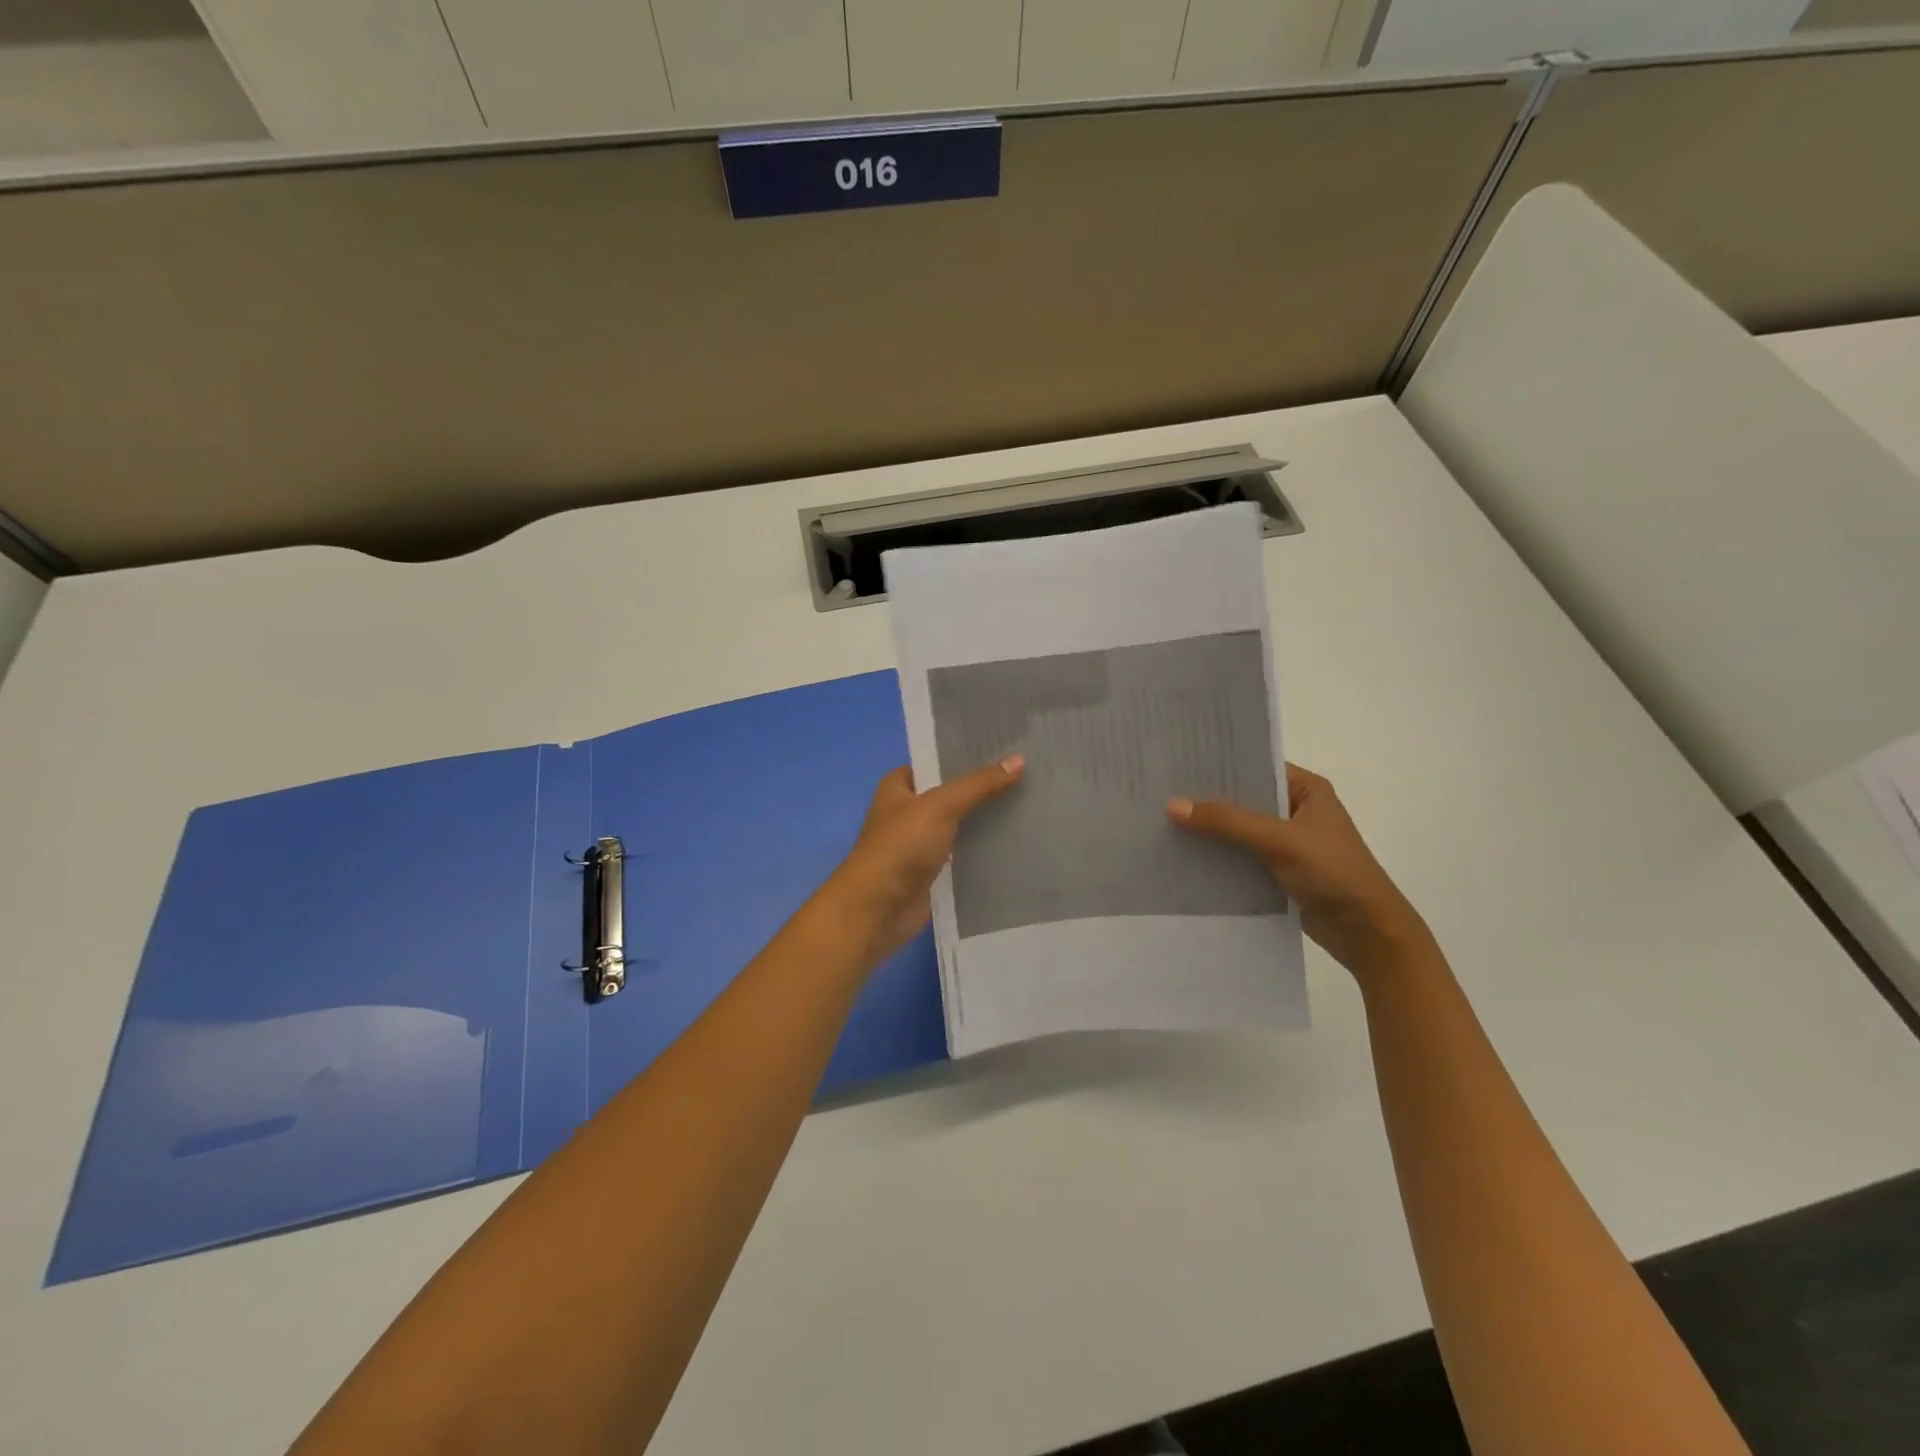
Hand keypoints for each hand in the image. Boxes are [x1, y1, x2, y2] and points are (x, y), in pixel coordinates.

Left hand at [827, 755, 1025, 959]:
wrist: (877, 910)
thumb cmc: (900, 847)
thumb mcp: (940, 806)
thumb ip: (979, 785)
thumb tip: (1018, 761)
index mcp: (899, 785)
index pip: (938, 760)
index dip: (969, 754)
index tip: (1009, 747)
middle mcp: (909, 810)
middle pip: (953, 792)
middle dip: (985, 787)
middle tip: (1030, 773)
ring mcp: (921, 842)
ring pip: (962, 824)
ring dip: (988, 819)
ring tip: (1033, 803)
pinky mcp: (934, 871)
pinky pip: (965, 853)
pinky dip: (986, 849)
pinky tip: (1018, 840)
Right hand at [1168, 763, 1429, 978]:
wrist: (1368, 934)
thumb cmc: (1333, 873)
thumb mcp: (1279, 840)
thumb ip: (1227, 822)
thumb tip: (1172, 805)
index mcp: (1306, 790)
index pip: (1254, 767)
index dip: (1218, 765)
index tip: (1177, 762)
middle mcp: (1295, 811)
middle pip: (1242, 799)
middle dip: (1206, 800)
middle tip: (1160, 792)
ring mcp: (1286, 843)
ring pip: (1238, 830)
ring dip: (1209, 831)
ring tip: (1161, 822)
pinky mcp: (1278, 872)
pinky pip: (1240, 857)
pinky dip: (1218, 858)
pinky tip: (1183, 856)